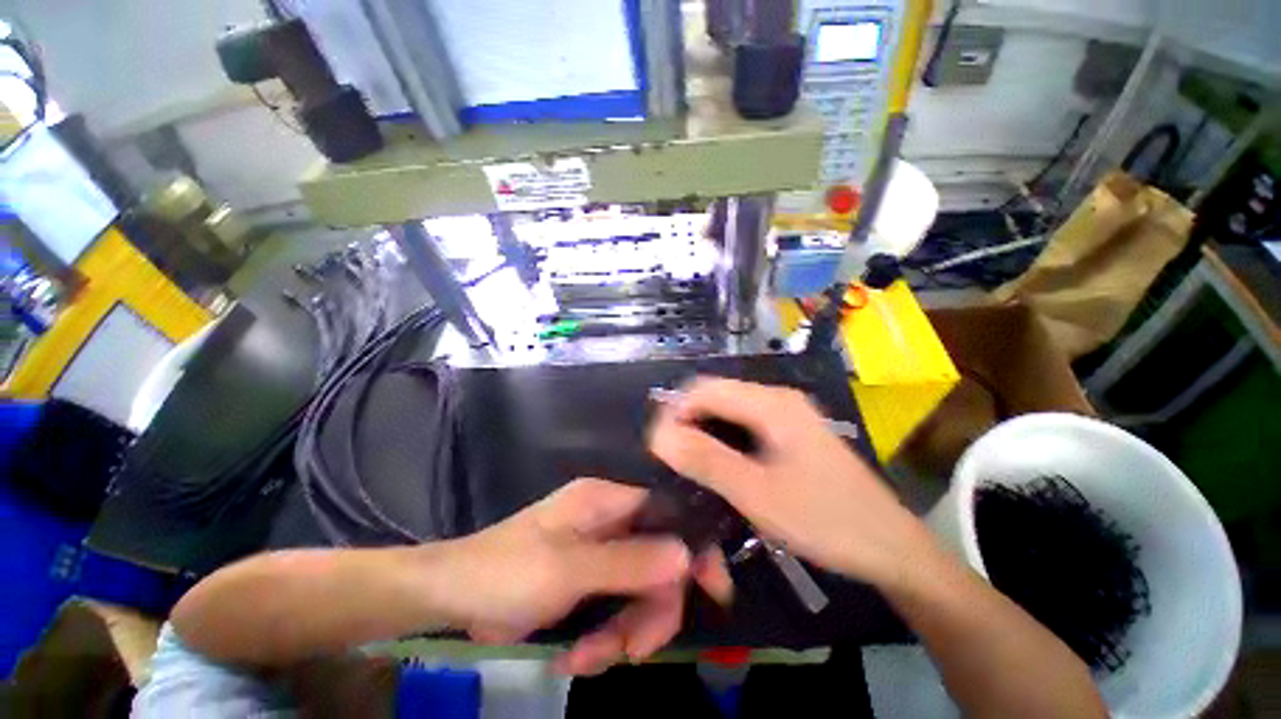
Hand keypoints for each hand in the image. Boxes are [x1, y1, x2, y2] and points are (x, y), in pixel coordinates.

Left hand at [433, 478, 732, 674]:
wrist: (452, 596)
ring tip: (589, 660)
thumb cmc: (506, 572)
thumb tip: (686, 555)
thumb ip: (629, 562)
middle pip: (658, 560)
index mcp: (607, 501)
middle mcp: (610, 521)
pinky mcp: (589, 581)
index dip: (693, 546)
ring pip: (639, 591)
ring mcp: (600, 552)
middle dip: (651, 609)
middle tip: (634, 650)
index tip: (714, 589)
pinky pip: (617, 609)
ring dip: (623, 633)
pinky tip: (575, 659)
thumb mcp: (568, 569)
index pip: (667, 513)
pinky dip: (604, 639)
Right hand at [649, 377, 935, 590]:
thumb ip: (705, 460)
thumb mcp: (757, 493)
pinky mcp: (792, 431)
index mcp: (771, 403)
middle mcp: (778, 398)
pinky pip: (745, 422)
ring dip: (704, 429)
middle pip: (717, 394)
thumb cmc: (824, 519)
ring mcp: (788, 414)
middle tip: (669, 458)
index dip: (674, 411)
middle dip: (687, 420)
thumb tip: (658, 434)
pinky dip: (723, 437)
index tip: (657, 446)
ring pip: (729, 408)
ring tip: (687, 462)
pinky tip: (718, 462)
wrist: (891, 548)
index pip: (705, 389)